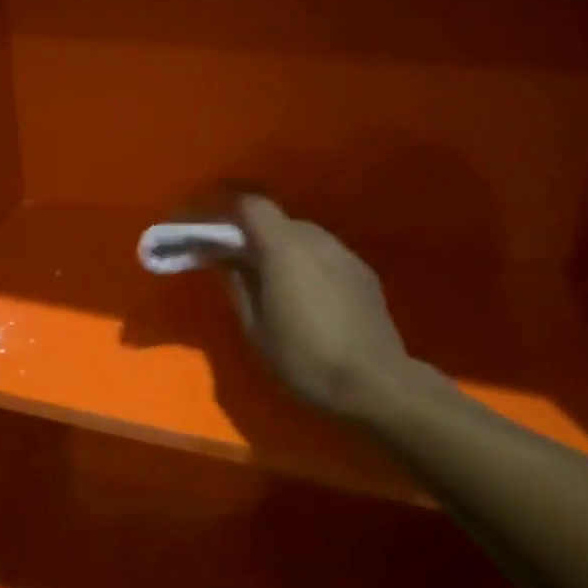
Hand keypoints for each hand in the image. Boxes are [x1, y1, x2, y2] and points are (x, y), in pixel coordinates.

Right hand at [226, 195, 413, 417]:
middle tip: (240, 267)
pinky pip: (326, 255)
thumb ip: (237, 283)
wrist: (373, 381)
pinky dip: (309, 265)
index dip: (229, 214)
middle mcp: (316, 239)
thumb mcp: (255, 326)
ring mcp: (344, 253)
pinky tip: (309, 299)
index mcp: (283, 247)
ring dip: (284, 251)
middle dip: (256, 237)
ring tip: (276, 286)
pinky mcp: (363, 272)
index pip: (251, 205)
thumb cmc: (303, 357)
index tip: (214, 237)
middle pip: (278, 221)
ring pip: (304, 237)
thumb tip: (223, 258)